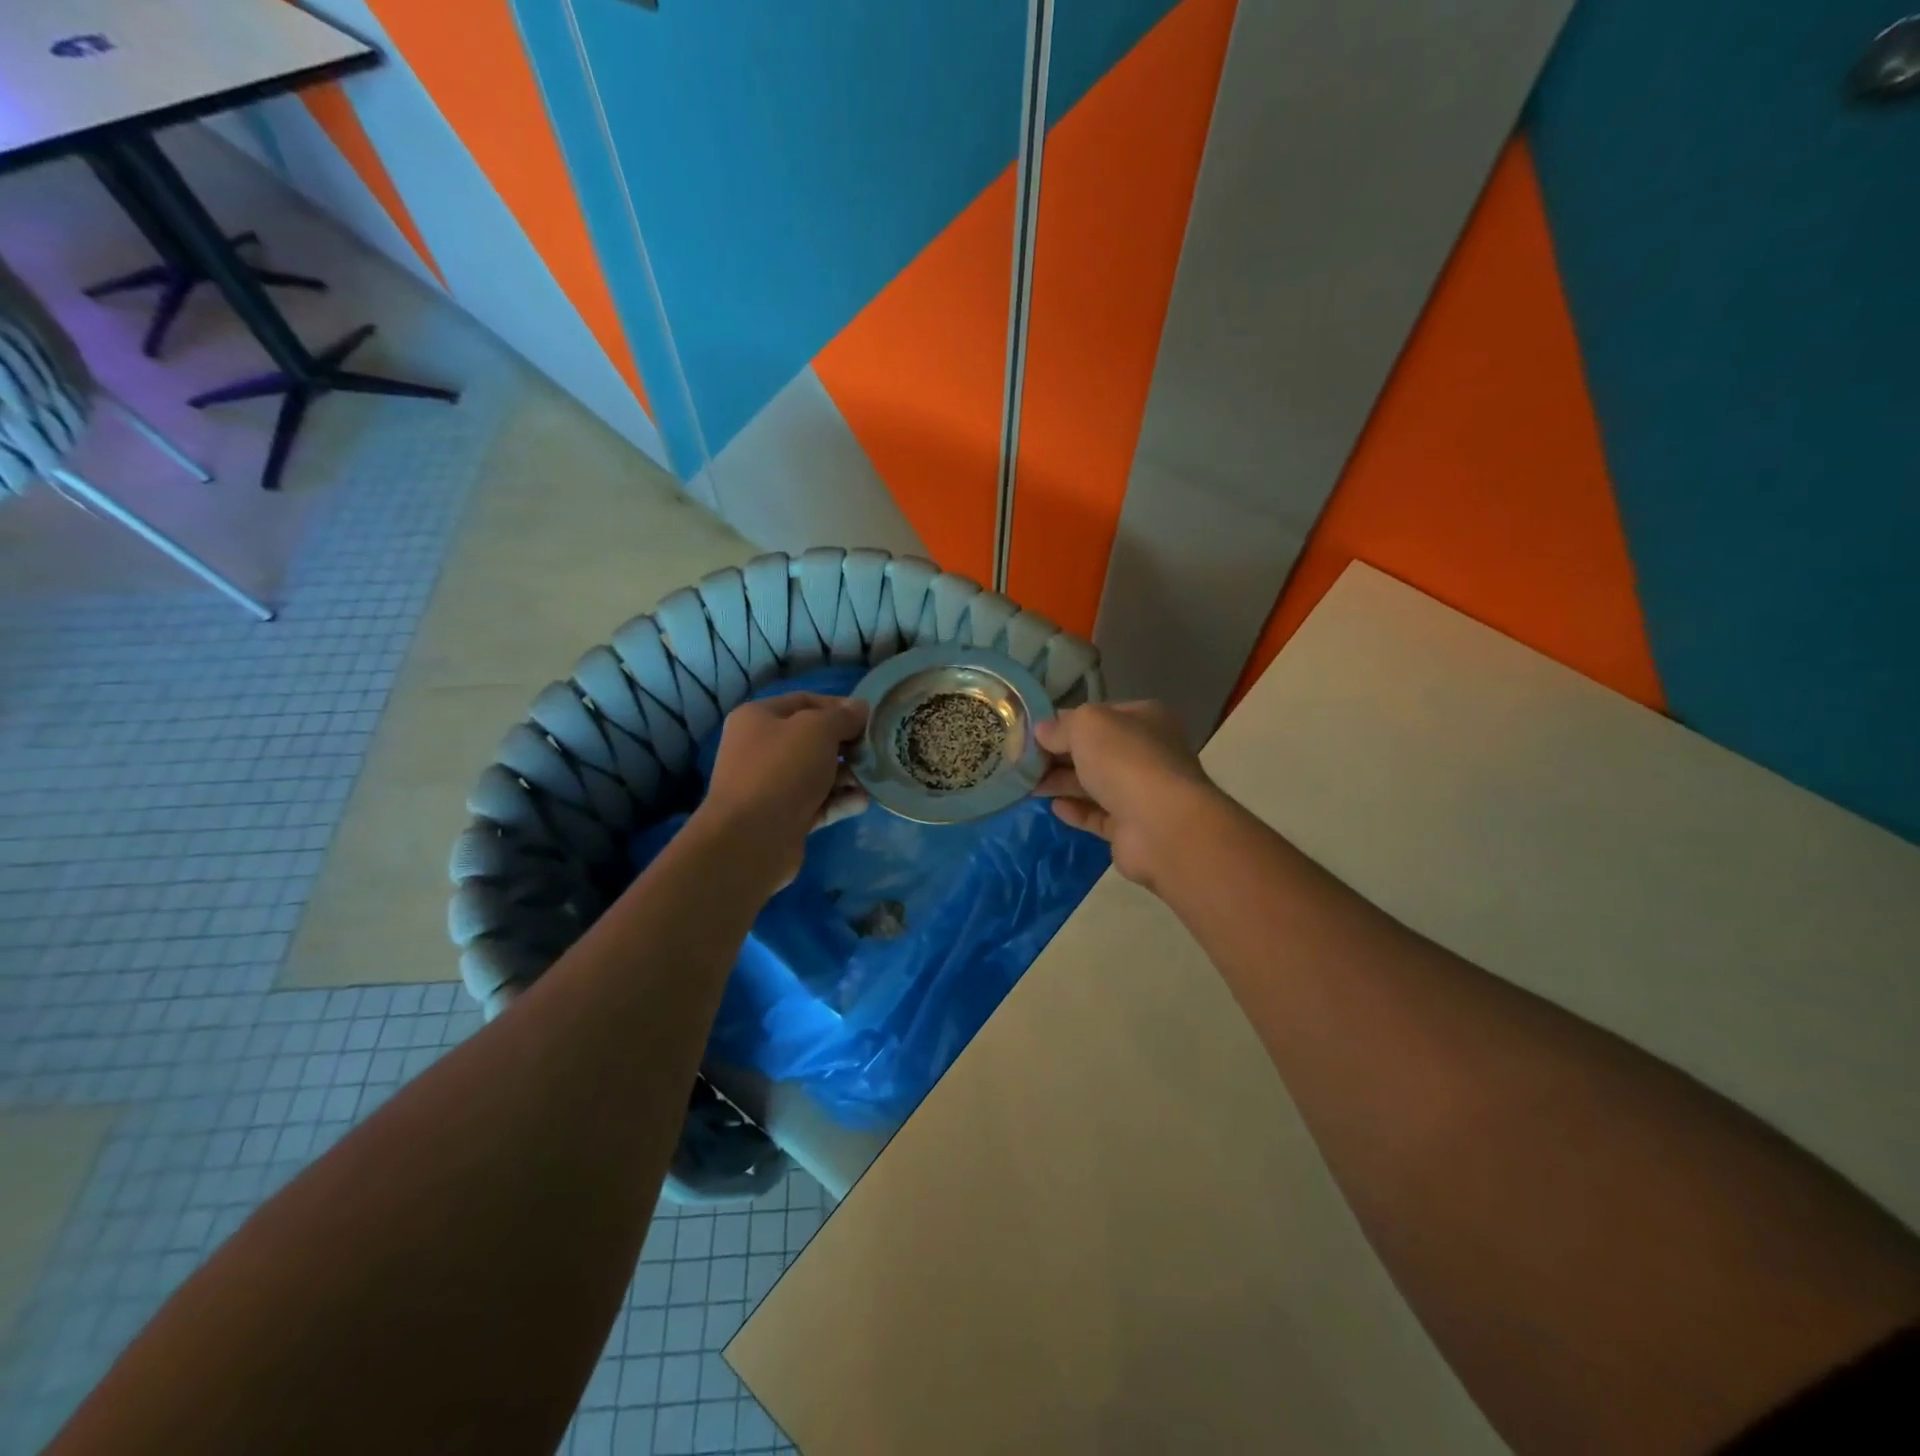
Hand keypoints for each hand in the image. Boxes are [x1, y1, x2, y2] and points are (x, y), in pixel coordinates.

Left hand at [694, 693, 869, 889]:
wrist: (751, 839)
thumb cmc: (782, 770)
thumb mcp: (817, 730)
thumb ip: (842, 717)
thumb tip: (860, 708)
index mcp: (758, 718)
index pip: (805, 702)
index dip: (839, 706)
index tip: (870, 718)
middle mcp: (761, 749)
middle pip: (813, 739)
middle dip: (846, 745)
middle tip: (876, 750)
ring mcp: (772, 786)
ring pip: (818, 773)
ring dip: (848, 775)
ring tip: (872, 779)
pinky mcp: (785, 818)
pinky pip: (818, 803)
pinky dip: (840, 801)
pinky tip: (863, 802)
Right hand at [1035, 701, 1224, 888]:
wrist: (1161, 826)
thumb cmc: (1125, 761)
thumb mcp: (1087, 725)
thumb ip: (1061, 726)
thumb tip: (1041, 731)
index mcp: (1145, 719)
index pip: (1101, 715)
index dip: (1067, 722)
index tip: (1034, 732)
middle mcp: (1148, 753)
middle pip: (1096, 751)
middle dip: (1060, 755)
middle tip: (1023, 761)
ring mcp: (1142, 792)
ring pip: (1095, 784)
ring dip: (1062, 783)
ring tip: (1029, 785)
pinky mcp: (1132, 828)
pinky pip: (1098, 815)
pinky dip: (1076, 810)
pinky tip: (1054, 808)